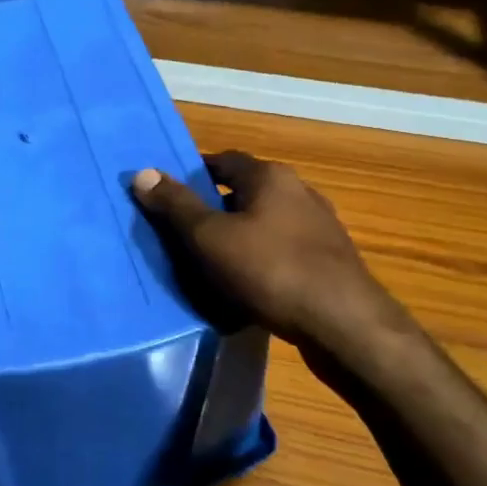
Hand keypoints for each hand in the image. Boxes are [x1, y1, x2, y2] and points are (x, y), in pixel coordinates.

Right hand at [131, 151, 405, 367]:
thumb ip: (175, 205)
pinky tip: (248, 285)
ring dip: (239, 235)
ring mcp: (320, 226)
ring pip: (265, 221)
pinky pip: (283, 249)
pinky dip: (261, 259)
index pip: (222, 160)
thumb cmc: (269, 271)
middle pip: (244, 191)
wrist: (344, 325)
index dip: (192, 175)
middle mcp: (299, 191)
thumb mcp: (209, 238)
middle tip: (183, 233)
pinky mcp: (330, 260)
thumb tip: (142, 172)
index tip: (168, 197)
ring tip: (211, 262)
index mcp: (269, 176)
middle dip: (213, 208)